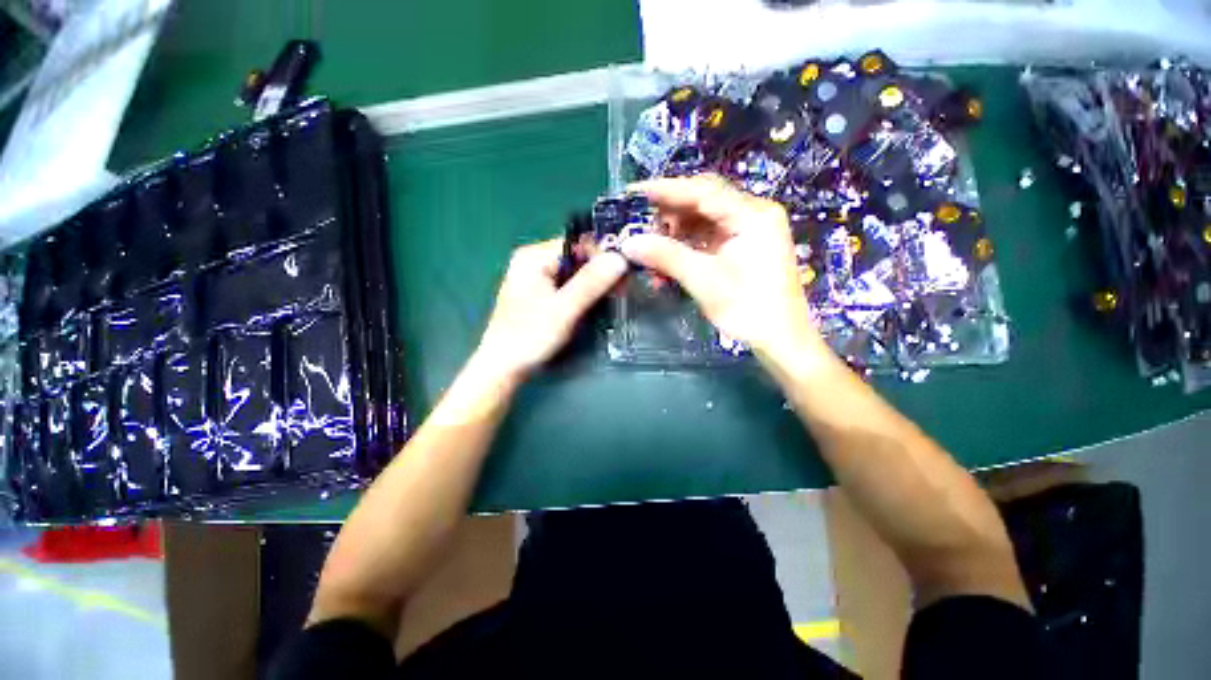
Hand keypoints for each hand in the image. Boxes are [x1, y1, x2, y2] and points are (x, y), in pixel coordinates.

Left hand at [476, 238, 626, 379]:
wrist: (503, 368)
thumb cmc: (529, 337)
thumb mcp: (564, 309)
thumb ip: (591, 283)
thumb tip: (620, 258)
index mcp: (533, 257)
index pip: (577, 243)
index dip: (602, 254)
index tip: (624, 271)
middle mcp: (533, 262)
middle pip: (576, 257)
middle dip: (599, 271)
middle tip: (622, 288)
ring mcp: (536, 279)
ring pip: (574, 273)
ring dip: (594, 284)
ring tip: (613, 296)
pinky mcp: (540, 295)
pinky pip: (568, 286)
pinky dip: (583, 293)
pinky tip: (595, 304)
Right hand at [620, 174, 830, 369]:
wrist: (780, 340)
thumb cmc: (748, 310)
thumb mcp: (704, 281)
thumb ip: (666, 256)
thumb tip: (628, 243)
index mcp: (752, 215)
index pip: (703, 191)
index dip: (666, 190)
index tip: (634, 194)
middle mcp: (753, 214)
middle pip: (703, 201)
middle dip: (669, 213)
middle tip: (639, 224)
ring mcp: (748, 230)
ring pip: (703, 220)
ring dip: (675, 232)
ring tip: (649, 246)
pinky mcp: (742, 247)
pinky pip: (708, 237)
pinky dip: (686, 246)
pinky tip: (667, 259)